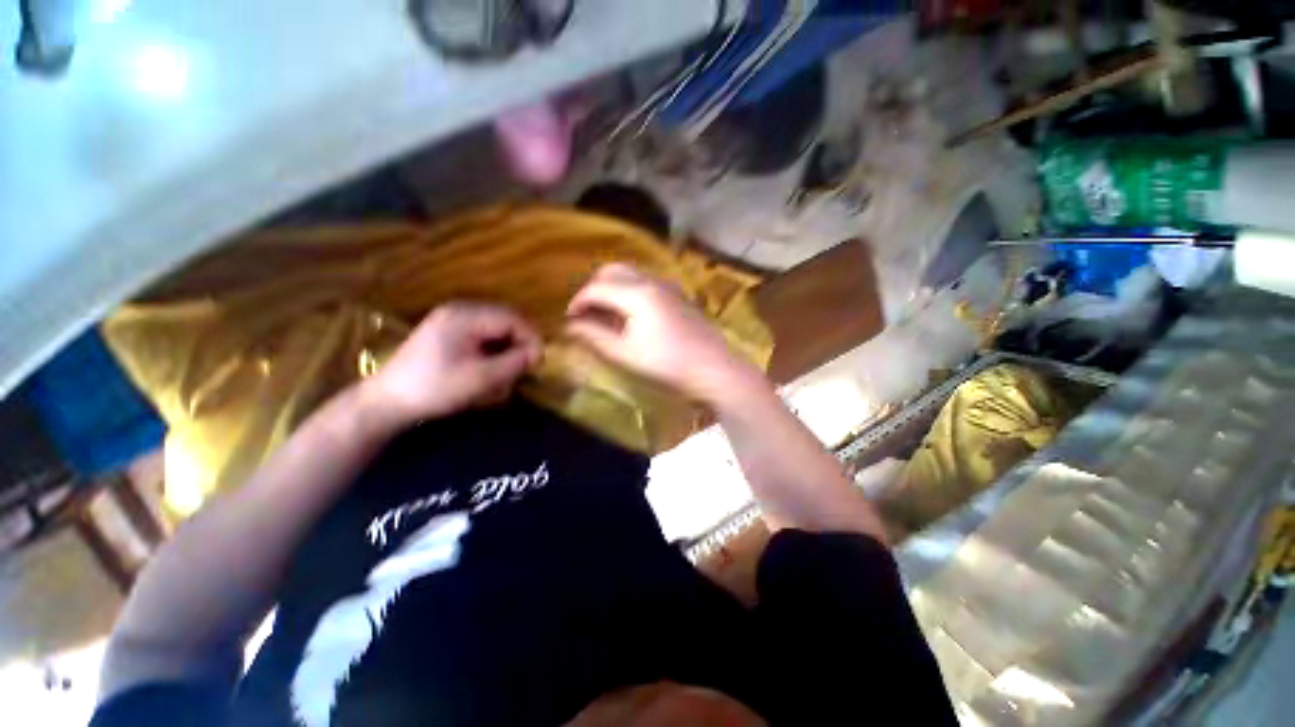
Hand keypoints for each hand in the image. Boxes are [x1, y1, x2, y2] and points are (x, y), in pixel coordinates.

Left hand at [363, 303, 541, 428]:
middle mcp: (459, 311)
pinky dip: (491, 353)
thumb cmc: (435, 388)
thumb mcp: (481, 378)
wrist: (387, 402)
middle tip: (526, 368)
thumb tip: (538, 354)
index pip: (512, 319)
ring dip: (506, 350)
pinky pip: (481, 337)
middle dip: (519, 345)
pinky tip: (490, 371)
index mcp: (465, 316)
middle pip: (505, 322)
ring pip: (495, 330)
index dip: (531, 338)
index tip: (539, 362)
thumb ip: (515, 362)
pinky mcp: (447, 334)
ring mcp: (451, 321)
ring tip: (507, 374)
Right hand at [565, 263, 763, 405]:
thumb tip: (570, 326)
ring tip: (605, 314)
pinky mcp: (677, 294)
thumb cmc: (667, 364)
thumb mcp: (625, 354)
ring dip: (611, 287)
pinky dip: (628, 290)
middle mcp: (651, 281)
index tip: (569, 319)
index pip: (596, 288)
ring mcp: (667, 285)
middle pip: (611, 271)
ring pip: (629, 274)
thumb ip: (594, 337)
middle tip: (586, 313)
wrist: (713, 368)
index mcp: (636, 293)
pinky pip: (644, 282)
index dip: (577, 302)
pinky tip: (630, 313)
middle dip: (593, 288)